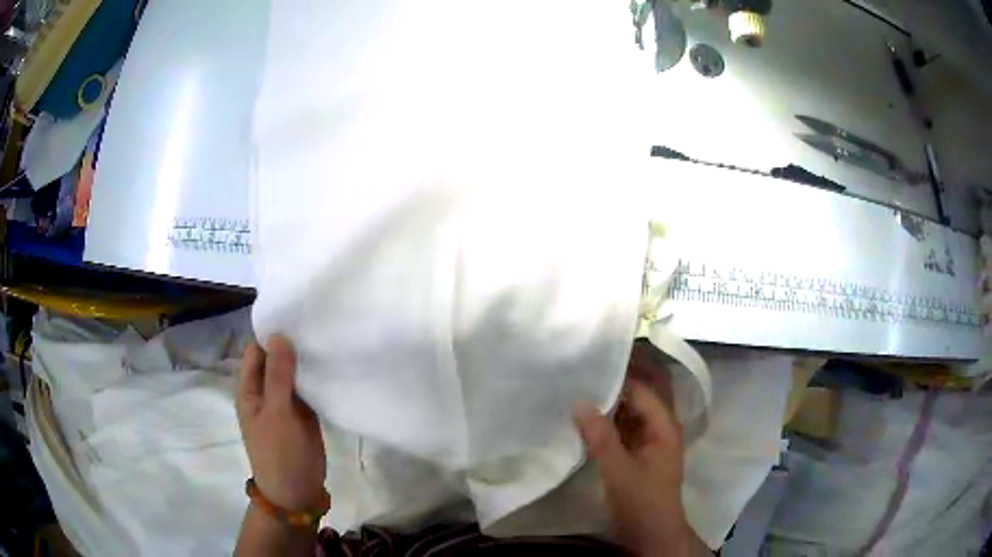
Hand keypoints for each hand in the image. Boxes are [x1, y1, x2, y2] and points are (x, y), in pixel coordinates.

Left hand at [236, 335, 326, 510]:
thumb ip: (278, 375)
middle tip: (318, 323)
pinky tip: (333, 364)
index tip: (296, 315)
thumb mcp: (277, 413)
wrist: (296, 492)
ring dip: (306, 360)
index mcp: (250, 388)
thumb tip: (279, 334)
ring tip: (329, 337)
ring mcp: (285, 402)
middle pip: (276, 358)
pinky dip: (316, 378)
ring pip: (293, 373)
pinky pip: (307, 388)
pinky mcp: (303, 413)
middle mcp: (265, 391)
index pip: (256, 350)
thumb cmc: (279, 454)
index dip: (272, 333)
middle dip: (292, 344)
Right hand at [573, 346, 692, 555]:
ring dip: (613, 398)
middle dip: (621, 378)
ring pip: (633, 409)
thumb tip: (579, 400)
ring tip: (583, 383)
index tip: (590, 362)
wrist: (652, 534)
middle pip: (643, 393)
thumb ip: (600, 436)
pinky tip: (588, 414)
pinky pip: (625, 425)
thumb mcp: (618, 470)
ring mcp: (650, 439)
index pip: (642, 389)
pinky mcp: (639, 451)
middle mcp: (661, 426)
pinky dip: (610, 417)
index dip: (618, 375)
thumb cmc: (641, 502)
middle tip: (589, 365)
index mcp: (664, 425)